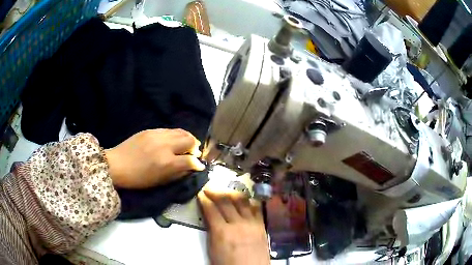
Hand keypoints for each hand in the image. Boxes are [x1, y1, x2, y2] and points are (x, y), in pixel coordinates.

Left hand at [105, 129, 204, 188]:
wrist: (117, 165)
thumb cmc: (138, 179)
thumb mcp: (159, 182)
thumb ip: (177, 174)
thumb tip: (190, 168)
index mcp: (167, 163)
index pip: (191, 160)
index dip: (198, 164)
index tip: (199, 166)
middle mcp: (165, 146)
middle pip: (190, 140)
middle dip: (195, 147)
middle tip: (193, 153)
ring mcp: (157, 135)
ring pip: (181, 131)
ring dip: (187, 138)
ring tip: (186, 145)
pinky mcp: (150, 130)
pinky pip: (170, 130)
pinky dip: (176, 135)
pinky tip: (173, 141)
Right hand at [198, 188, 269, 264]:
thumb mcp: (213, 250)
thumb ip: (212, 232)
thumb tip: (209, 218)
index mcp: (222, 232)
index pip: (211, 209)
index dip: (204, 200)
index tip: (200, 194)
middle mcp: (238, 224)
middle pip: (226, 202)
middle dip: (215, 192)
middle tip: (209, 188)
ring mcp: (252, 224)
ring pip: (242, 201)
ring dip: (231, 194)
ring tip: (225, 191)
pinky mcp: (262, 226)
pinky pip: (256, 209)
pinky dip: (249, 202)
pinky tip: (245, 199)